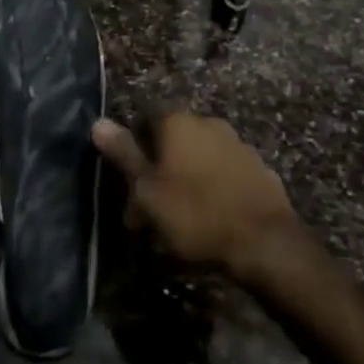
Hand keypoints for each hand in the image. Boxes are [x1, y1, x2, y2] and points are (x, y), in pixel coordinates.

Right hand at [92, 111, 303, 280]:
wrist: (265, 243)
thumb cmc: (195, 215)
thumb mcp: (148, 190)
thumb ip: (124, 154)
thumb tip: (98, 121)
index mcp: (178, 122)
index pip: (145, 120)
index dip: (134, 150)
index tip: (130, 183)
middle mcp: (208, 122)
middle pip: (173, 140)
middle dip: (160, 168)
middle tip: (150, 210)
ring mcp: (237, 144)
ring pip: (199, 157)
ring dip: (187, 179)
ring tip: (181, 219)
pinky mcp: (259, 168)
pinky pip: (225, 173)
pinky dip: (214, 188)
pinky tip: (212, 217)